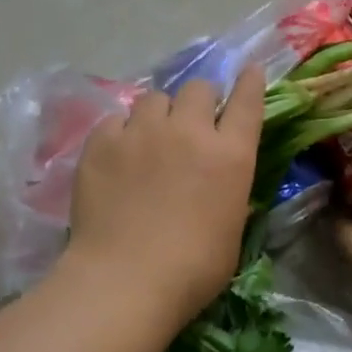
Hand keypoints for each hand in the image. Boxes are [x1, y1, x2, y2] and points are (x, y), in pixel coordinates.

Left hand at [65, 66, 264, 329]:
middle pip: (198, 88)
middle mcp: (190, 131)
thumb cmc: (193, 269)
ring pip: (155, 97)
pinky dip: (122, 131)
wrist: (125, 280)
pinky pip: (116, 119)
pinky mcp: (102, 142)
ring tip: (150, 137)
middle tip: (191, 124)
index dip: (249, 82)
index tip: (248, 70)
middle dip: (199, 101)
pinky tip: (118, 154)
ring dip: (160, 113)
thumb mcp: (231, 229)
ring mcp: (142, 132)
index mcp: (230, 154)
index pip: (247, 100)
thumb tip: (221, 181)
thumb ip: (229, 192)